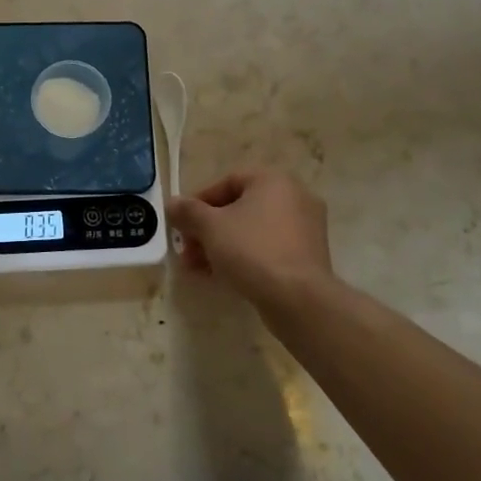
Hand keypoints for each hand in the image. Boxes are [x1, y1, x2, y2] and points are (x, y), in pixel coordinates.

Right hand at [167, 169, 340, 318]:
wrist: (299, 300)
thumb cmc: (252, 250)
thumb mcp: (210, 227)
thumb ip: (188, 211)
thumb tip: (172, 204)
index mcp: (273, 181)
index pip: (227, 182)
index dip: (198, 202)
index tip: (182, 224)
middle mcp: (294, 197)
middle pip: (238, 209)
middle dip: (207, 230)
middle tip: (187, 250)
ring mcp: (305, 229)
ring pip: (252, 231)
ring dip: (221, 246)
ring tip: (198, 268)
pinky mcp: (308, 257)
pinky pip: (268, 249)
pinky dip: (244, 257)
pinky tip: (222, 277)